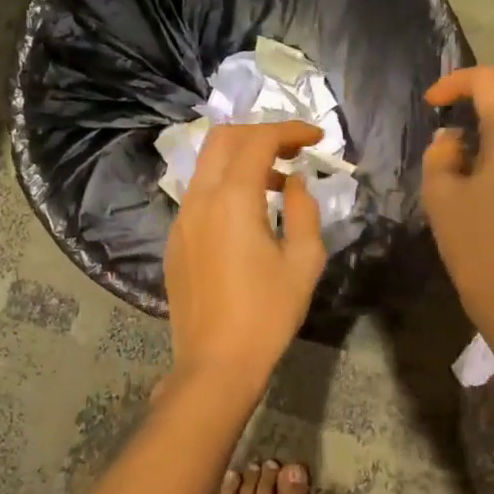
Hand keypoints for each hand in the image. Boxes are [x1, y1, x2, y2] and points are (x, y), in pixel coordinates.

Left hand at [165, 120, 328, 398]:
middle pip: (223, 139)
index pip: (259, 140)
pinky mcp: (175, 241)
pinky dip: (226, 186)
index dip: (290, 130)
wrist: (216, 363)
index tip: (317, 137)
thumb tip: (295, 181)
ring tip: (279, 184)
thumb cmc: (267, 313)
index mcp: (232, 199)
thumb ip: (304, 209)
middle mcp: (199, 199)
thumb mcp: (303, 261)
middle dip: (261, 134)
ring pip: (208, 166)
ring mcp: (182, 220)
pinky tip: (250, 216)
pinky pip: (200, 195)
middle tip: (293, 149)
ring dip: (243, 160)